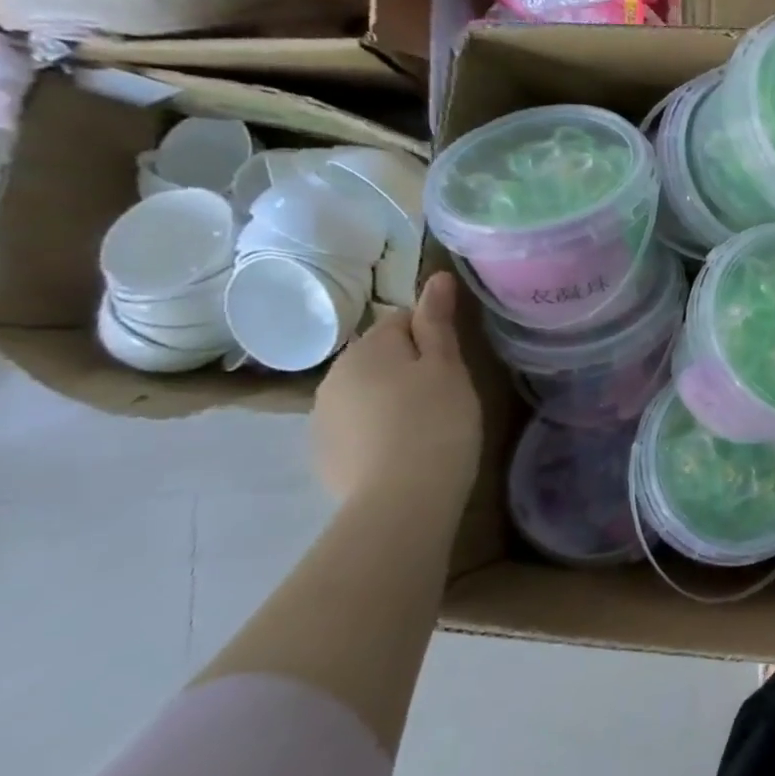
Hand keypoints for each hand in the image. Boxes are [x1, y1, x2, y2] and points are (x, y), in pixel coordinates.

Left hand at [312, 274, 482, 506]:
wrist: (401, 498)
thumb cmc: (437, 420)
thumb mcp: (448, 366)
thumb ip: (437, 322)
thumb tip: (437, 277)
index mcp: (369, 347)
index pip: (400, 320)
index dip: (430, 336)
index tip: (452, 361)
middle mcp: (335, 373)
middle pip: (378, 356)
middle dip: (406, 367)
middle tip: (443, 393)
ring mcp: (322, 415)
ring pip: (363, 391)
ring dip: (388, 398)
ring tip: (423, 424)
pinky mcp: (322, 452)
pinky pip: (353, 426)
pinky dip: (374, 430)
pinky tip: (399, 450)